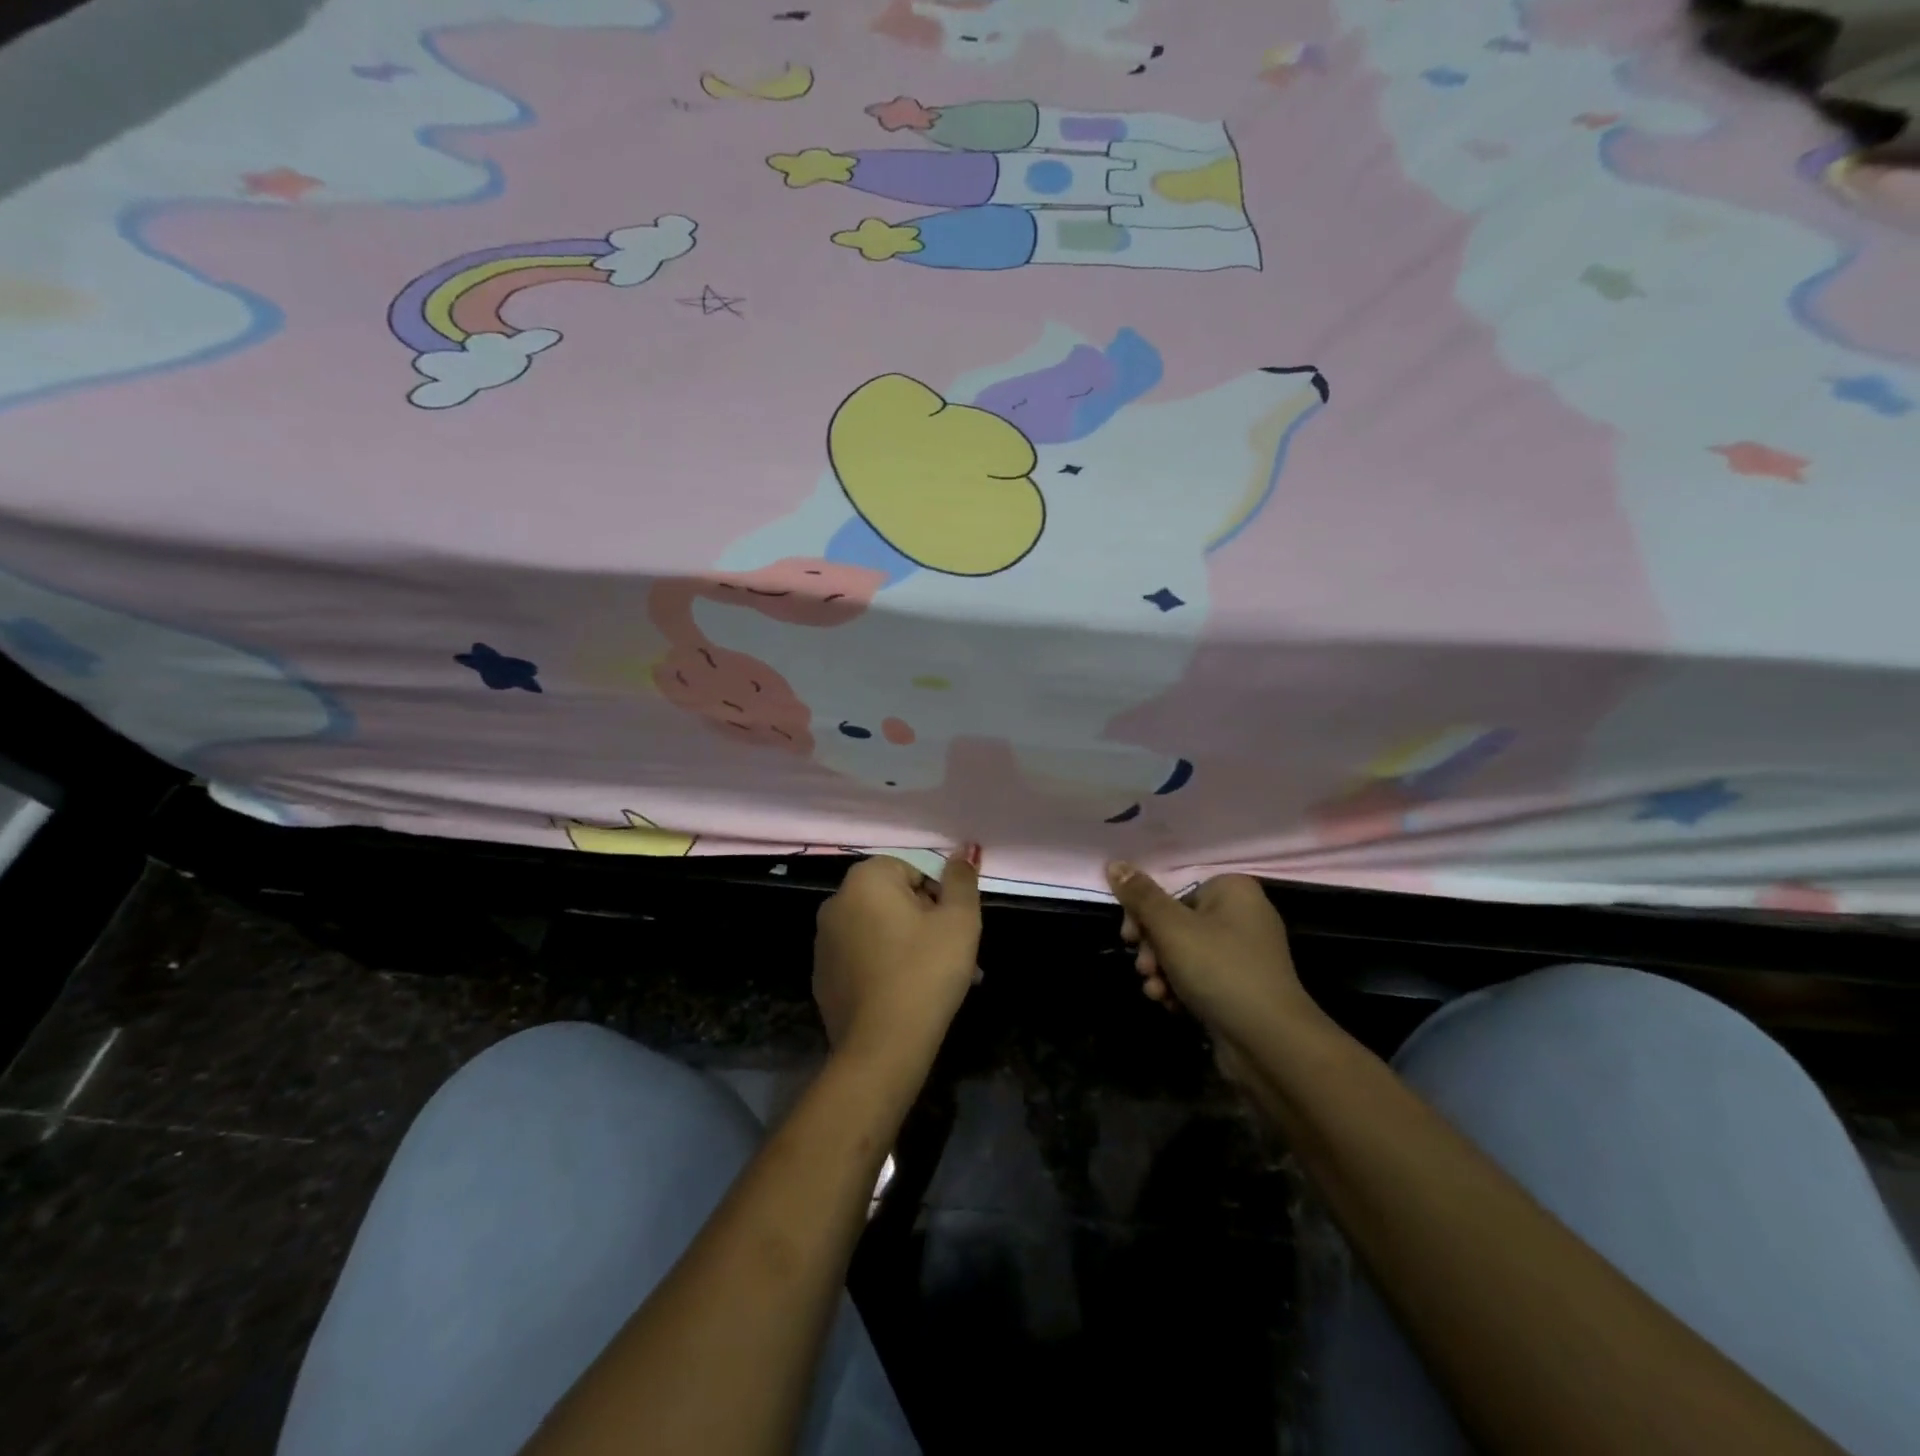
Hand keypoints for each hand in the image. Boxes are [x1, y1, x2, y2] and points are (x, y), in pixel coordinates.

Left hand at [814, 850, 981, 1068]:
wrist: (882, 1046)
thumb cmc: (925, 971)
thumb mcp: (959, 920)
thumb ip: (961, 879)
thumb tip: (964, 849)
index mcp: (865, 879)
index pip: (912, 870)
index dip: (938, 897)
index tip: (951, 929)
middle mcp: (835, 902)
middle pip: (893, 900)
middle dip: (924, 922)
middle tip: (951, 956)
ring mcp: (823, 942)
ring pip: (878, 931)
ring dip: (906, 945)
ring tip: (934, 981)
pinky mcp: (822, 977)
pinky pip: (861, 959)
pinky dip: (882, 968)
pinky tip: (904, 996)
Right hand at [1107, 864, 1317, 1043]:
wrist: (1269, 1043)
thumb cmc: (1219, 971)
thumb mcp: (1171, 929)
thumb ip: (1140, 896)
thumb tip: (1114, 863)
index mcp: (1232, 890)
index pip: (1172, 891)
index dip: (1143, 914)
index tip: (1129, 938)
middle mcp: (1241, 915)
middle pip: (1175, 922)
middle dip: (1152, 949)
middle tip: (1144, 969)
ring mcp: (1243, 954)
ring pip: (1183, 953)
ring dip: (1161, 972)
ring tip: (1156, 992)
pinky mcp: (1240, 986)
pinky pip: (1200, 977)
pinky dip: (1181, 989)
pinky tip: (1171, 1005)